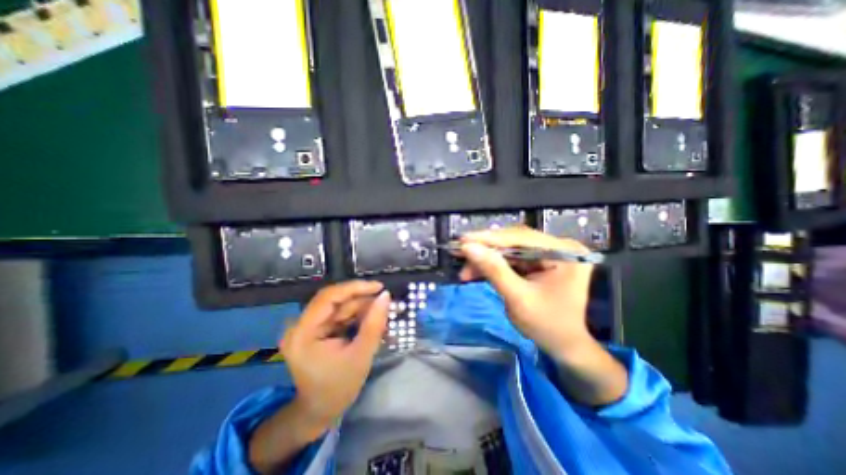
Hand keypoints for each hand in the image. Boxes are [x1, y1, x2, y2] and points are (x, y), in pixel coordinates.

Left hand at [283, 282, 391, 430]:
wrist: (320, 411)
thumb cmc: (339, 388)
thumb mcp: (361, 355)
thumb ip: (374, 324)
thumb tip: (386, 295)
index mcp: (303, 333)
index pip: (328, 297)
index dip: (355, 288)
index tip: (379, 287)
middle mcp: (300, 325)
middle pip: (335, 301)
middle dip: (362, 300)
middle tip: (385, 302)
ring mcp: (307, 327)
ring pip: (340, 306)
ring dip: (362, 308)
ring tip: (382, 315)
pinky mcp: (315, 329)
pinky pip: (339, 315)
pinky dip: (357, 316)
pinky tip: (370, 321)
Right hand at [456, 228, 593, 361]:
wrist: (574, 347)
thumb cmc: (550, 327)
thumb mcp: (519, 299)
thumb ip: (494, 270)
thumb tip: (469, 248)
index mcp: (561, 252)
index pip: (519, 237)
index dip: (488, 238)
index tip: (462, 241)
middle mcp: (557, 246)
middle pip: (514, 241)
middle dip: (486, 251)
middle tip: (461, 259)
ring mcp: (550, 254)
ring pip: (511, 250)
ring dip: (488, 260)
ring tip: (467, 272)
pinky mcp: (542, 263)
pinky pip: (515, 259)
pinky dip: (497, 266)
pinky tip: (481, 272)